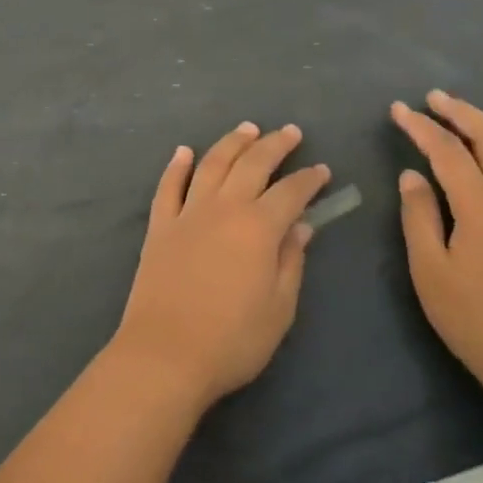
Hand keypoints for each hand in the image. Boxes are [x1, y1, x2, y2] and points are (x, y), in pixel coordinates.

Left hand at [114, 123, 330, 410]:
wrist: (165, 354)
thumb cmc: (232, 340)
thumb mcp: (279, 309)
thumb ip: (291, 262)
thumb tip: (301, 226)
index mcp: (258, 227)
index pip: (290, 192)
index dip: (309, 179)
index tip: (322, 170)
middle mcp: (224, 208)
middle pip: (252, 164)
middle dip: (274, 144)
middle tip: (289, 132)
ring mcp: (187, 213)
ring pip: (212, 164)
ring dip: (231, 143)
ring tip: (246, 129)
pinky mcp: (160, 225)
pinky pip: (169, 186)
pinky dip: (177, 166)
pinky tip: (184, 152)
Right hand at [393, 92, 482, 392]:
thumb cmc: (473, 318)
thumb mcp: (429, 270)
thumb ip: (419, 215)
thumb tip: (412, 174)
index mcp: (481, 204)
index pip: (446, 150)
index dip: (420, 126)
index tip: (398, 109)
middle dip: (461, 112)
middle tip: (435, 97)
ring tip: (472, 117)